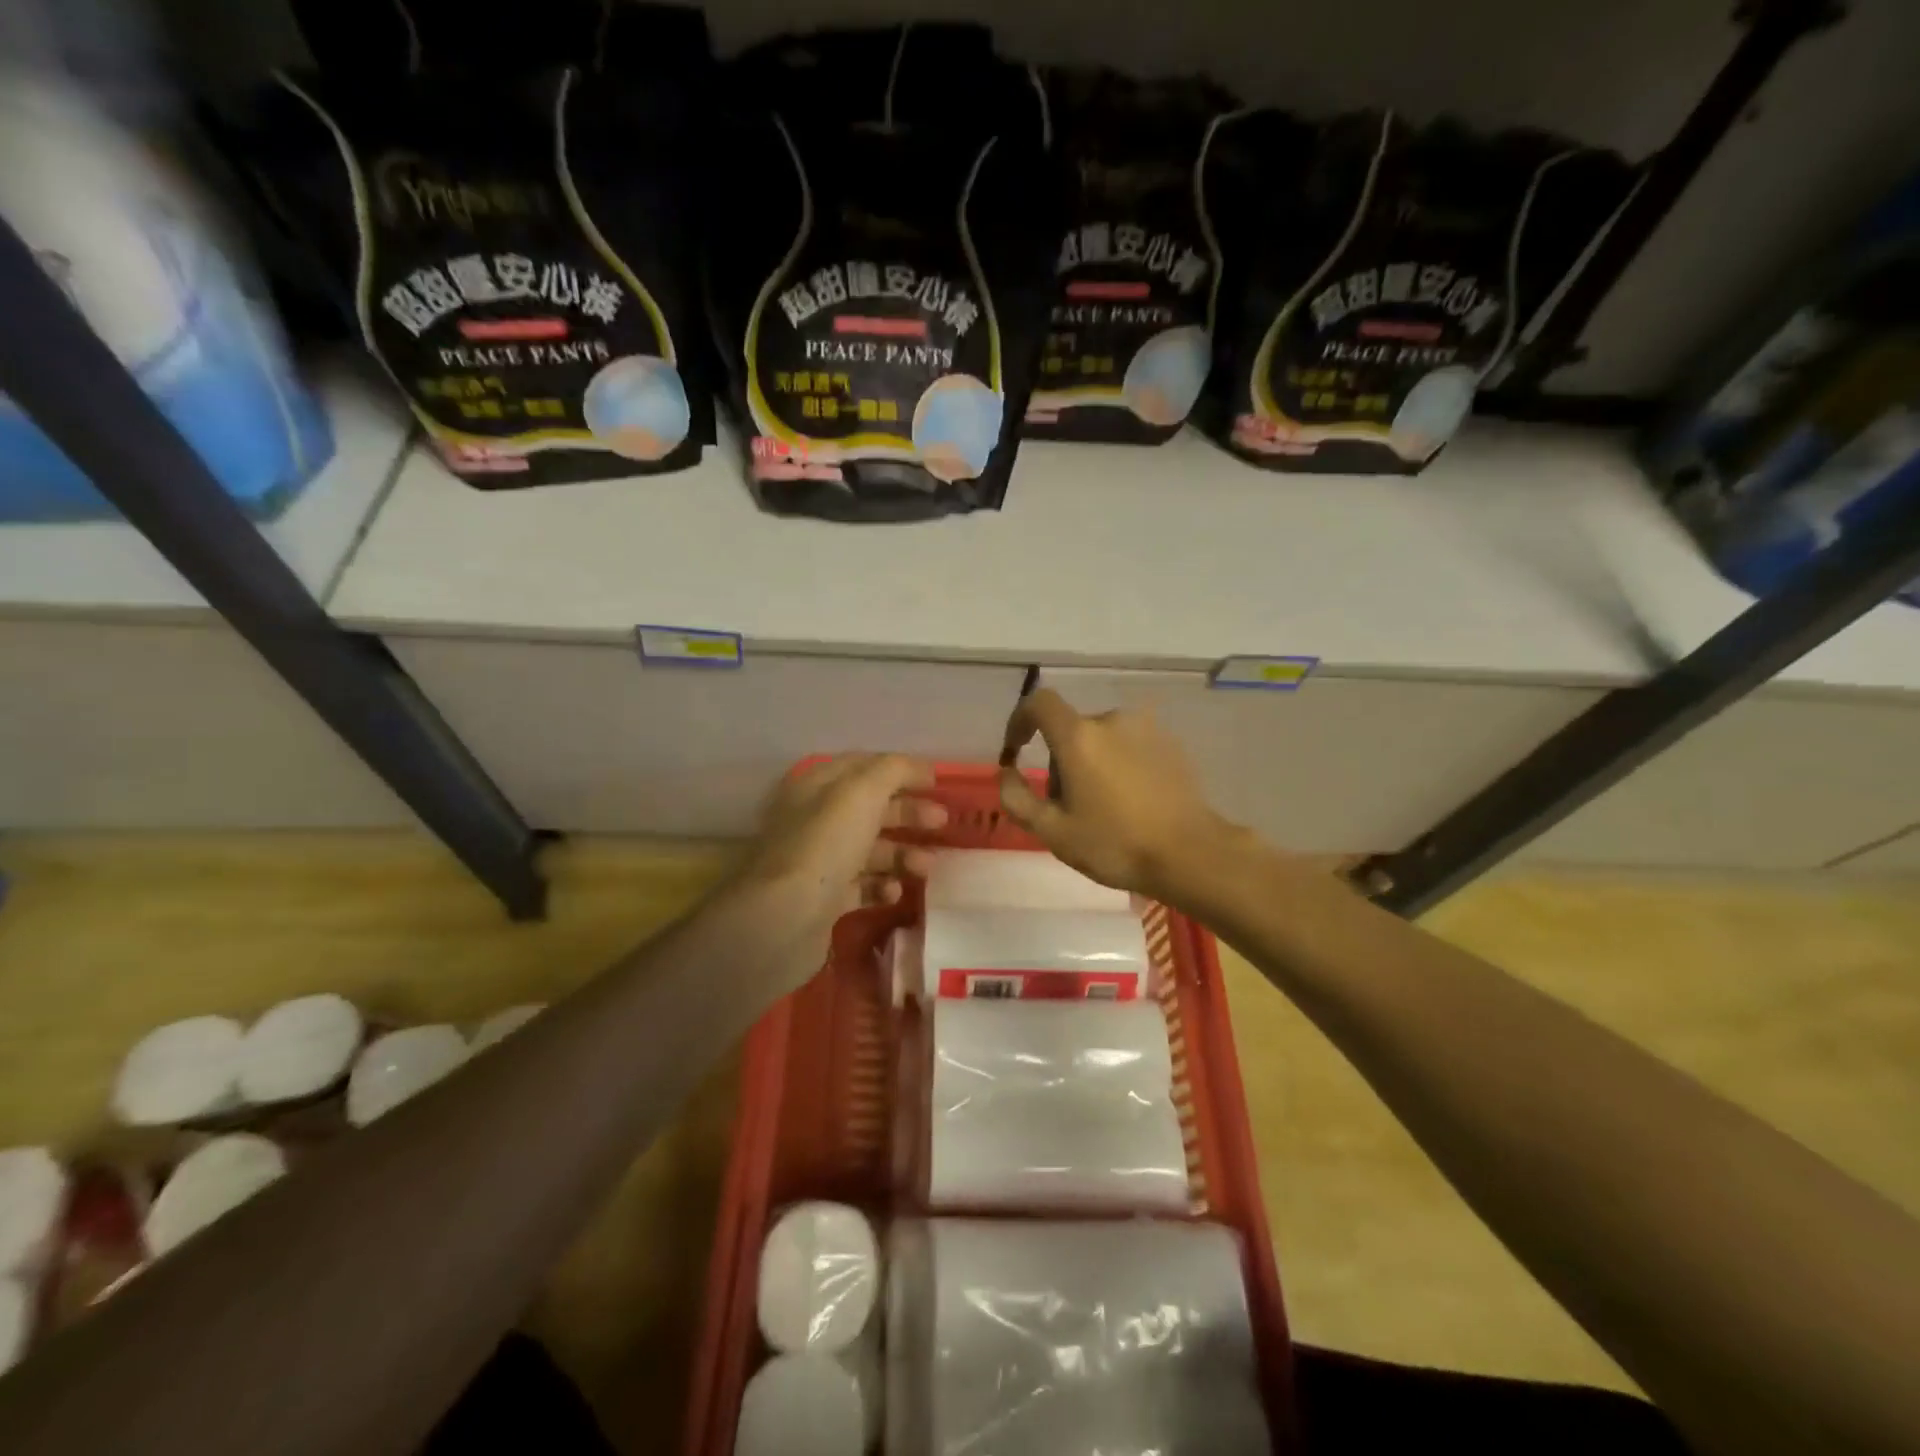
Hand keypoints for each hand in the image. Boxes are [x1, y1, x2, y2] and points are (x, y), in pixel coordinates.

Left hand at [733, 754, 947, 964]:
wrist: (785, 918)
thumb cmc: (825, 844)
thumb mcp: (862, 792)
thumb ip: (894, 770)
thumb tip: (920, 766)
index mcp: (816, 786)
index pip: (863, 767)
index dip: (901, 770)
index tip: (937, 782)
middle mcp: (814, 819)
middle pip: (870, 809)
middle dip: (908, 813)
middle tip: (941, 823)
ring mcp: (818, 861)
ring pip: (869, 849)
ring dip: (902, 853)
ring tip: (925, 866)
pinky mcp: (823, 899)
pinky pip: (861, 886)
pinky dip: (882, 886)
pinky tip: (894, 892)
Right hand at [998, 690, 1239, 904]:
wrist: (1191, 854)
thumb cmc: (1115, 844)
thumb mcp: (1053, 832)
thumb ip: (1017, 798)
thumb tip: (1006, 773)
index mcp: (1079, 736)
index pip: (1039, 702)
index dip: (1019, 721)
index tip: (1016, 751)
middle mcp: (1112, 720)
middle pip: (1071, 729)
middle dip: (1060, 760)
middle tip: (1066, 806)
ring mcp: (1147, 729)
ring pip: (1102, 739)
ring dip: (1091, 762)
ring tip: (1102, 807)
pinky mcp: (1171, 743)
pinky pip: (1130, 746)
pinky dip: (1120, 764)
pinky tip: (1131, 802)